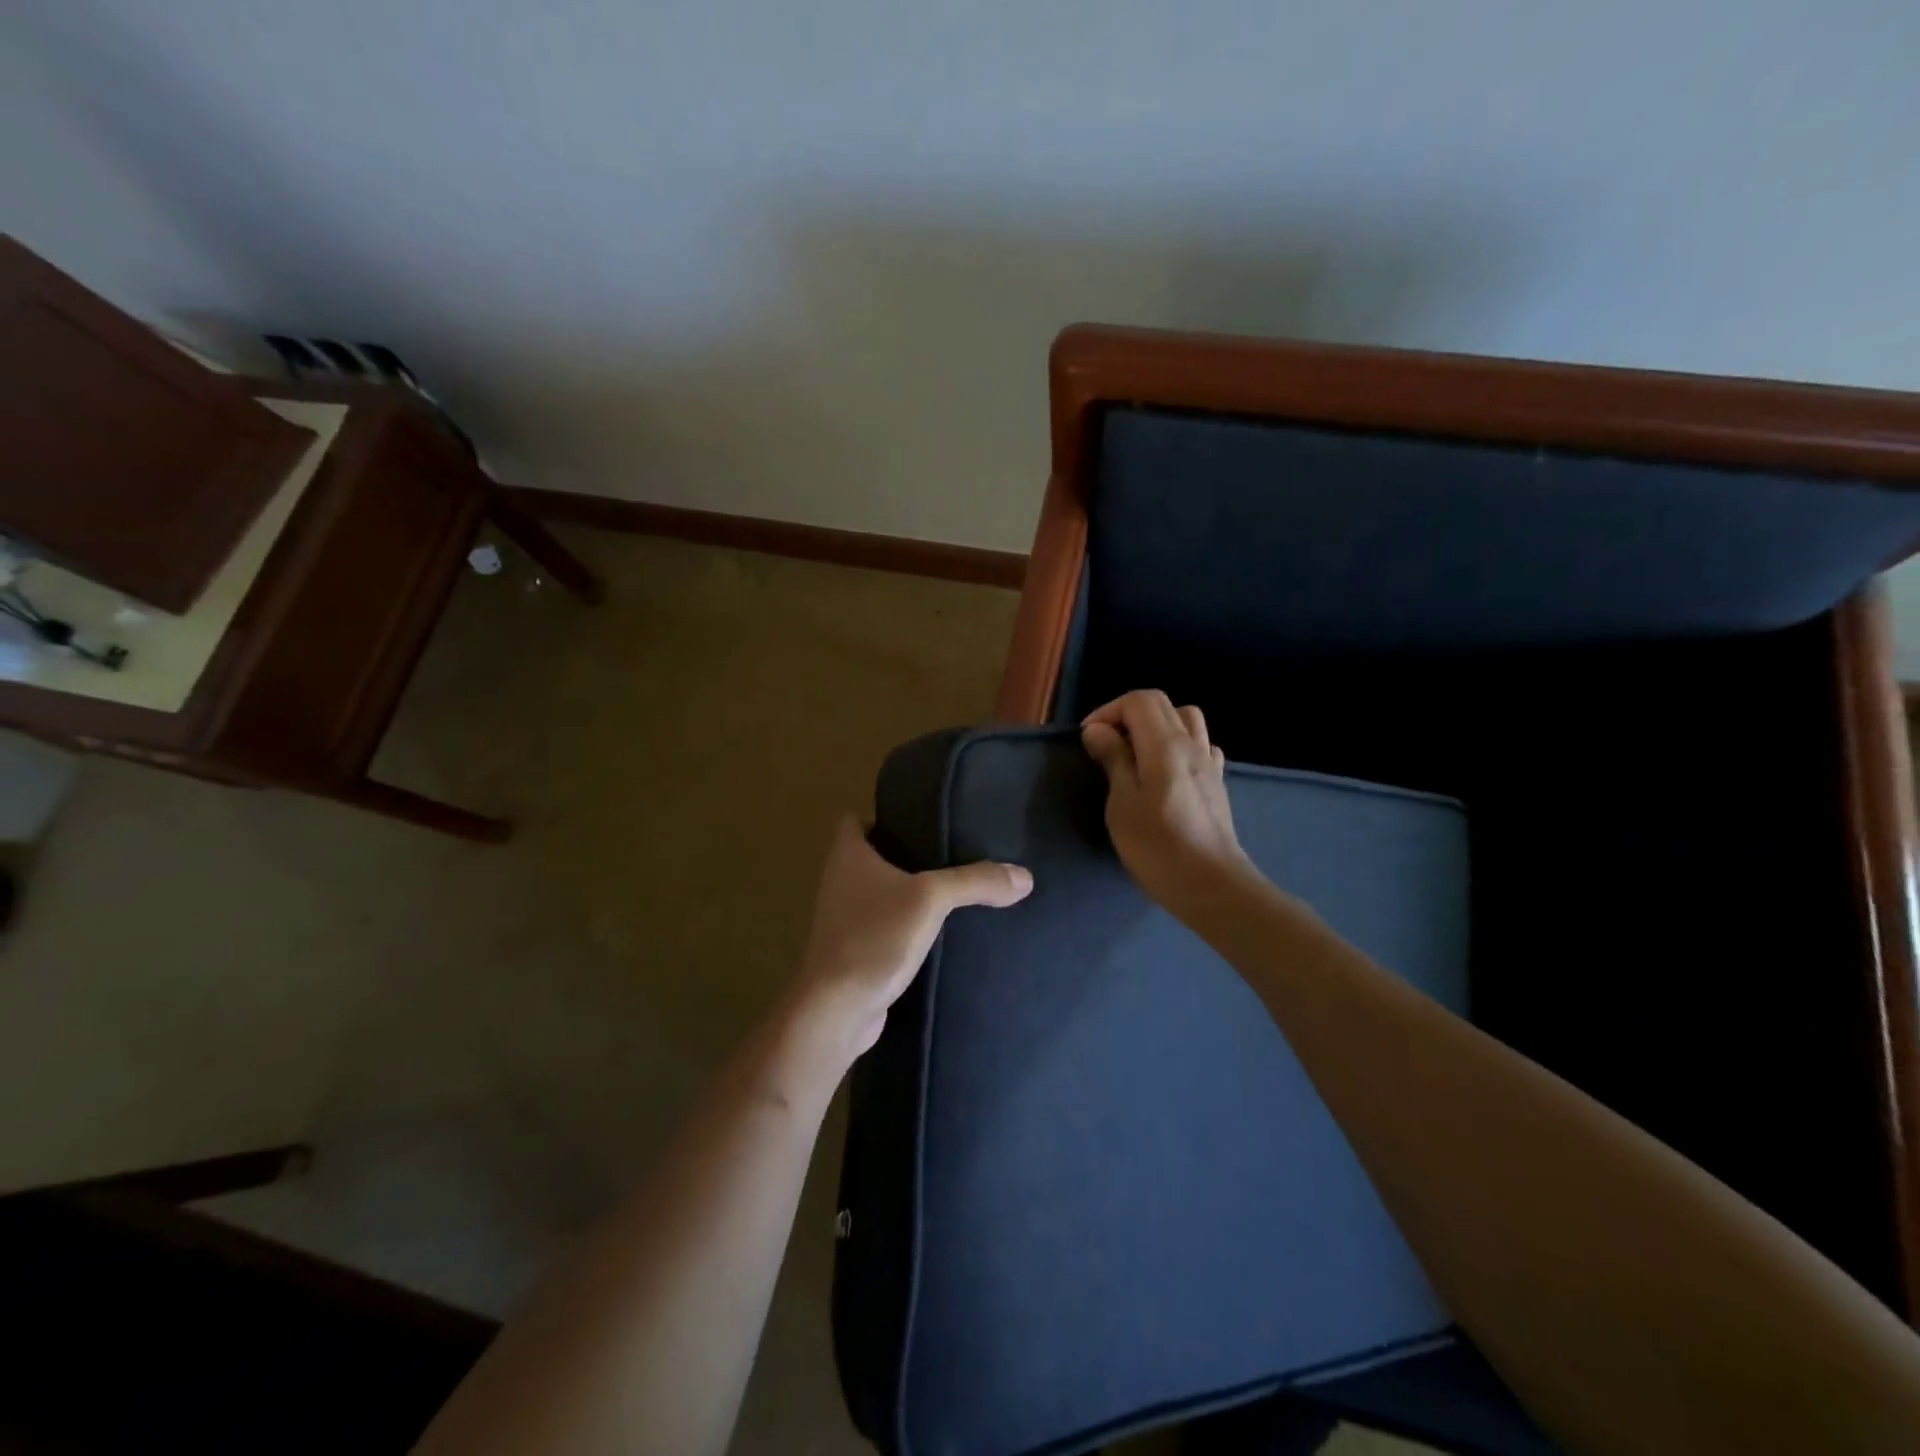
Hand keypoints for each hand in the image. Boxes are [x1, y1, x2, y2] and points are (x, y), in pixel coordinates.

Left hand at [789, 816, 1031, 1064]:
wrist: (838, 1010)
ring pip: (881, 893)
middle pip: (873, 855)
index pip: (857, 820)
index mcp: (847, 855)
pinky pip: (886, 926)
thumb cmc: (874, 937)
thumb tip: (1024, 876)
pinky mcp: (856, 951)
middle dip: (907, 853)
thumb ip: (975, 882)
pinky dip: (908, 925)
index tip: (923, 820)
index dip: (885, 816)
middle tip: (952, 850)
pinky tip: (942, 930)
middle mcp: (840, 881)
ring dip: (909, 891)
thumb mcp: (930, 900)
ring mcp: (845, 918)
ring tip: (954, 888)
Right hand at [1082, 690, 1259, 916]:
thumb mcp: (1122, 803)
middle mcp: (1191, 744)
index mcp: (1165, 744)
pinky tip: (1167, 770)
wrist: (1211, 886)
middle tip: (1106, 745)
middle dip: (1128, 714)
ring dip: (1156, 725)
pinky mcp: (1217, 783)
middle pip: (1161, 704)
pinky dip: (1179, 744)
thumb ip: (1113, 759)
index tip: (1090, 740)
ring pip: (1185, 719)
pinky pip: (1200, 744)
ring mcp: (1209, 763)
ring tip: (1136, 752)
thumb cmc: (1158, 846)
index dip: (1108, 711)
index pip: (1138, 700)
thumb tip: (1098, 730)